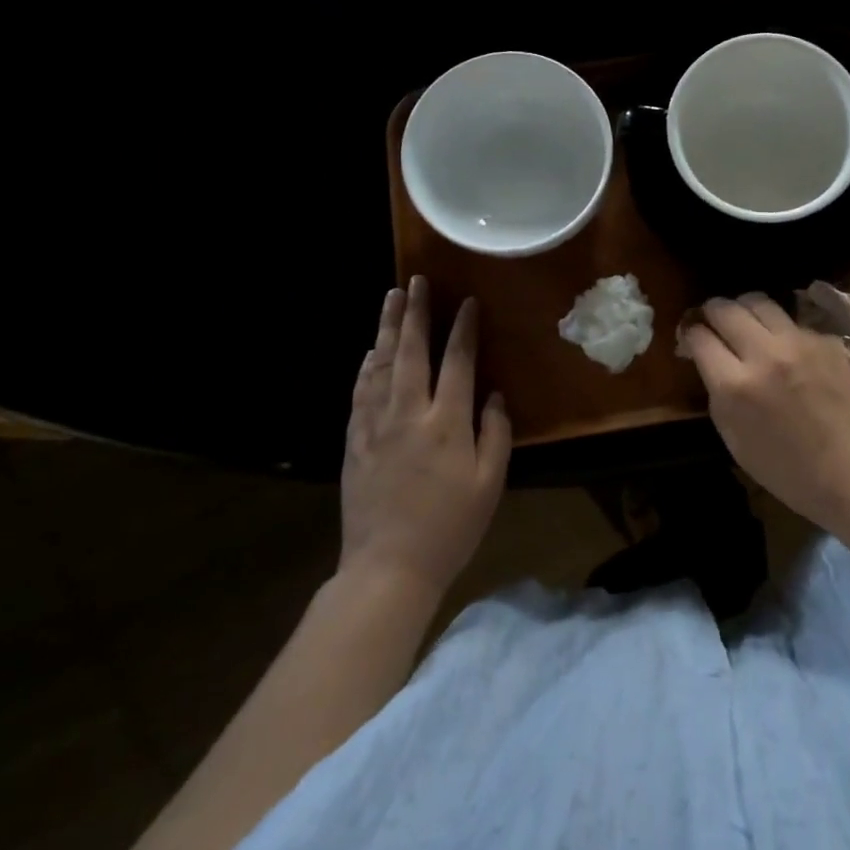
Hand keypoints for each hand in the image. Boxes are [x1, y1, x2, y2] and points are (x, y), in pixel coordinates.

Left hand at [340, 277, 510, 596]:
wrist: (387, 568)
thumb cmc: (450, 527)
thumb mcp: (490, 483)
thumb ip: (495, 433)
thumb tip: (494, 395)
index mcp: (446, 423)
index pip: (458, 362)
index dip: (464, 329)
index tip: (468, 302)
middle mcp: (407, 414)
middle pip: (411, 351)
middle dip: (416, 313)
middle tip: (417, 281)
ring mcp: (375, 426)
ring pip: (381, 365)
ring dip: (388, 328)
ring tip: (392, 299)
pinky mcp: (354, 442)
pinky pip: (360, 392)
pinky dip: (367, 365)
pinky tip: (371, 351)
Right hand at [682, 294, 849, 533]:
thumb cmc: (790, 472)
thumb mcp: (735, 442)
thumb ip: (718, 395)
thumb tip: (710, 362)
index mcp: (735, 386)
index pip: (699, 337)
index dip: (690, 334)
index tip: (691, 338)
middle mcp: (764, 354)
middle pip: (726, 309)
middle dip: (712, 311)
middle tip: (712, 321)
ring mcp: (799, 342)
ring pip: (759, 302)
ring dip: (744, 308)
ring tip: (745, 322)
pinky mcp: (825, 340)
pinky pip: (791, 320)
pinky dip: (778, 327)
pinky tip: (783, 345)